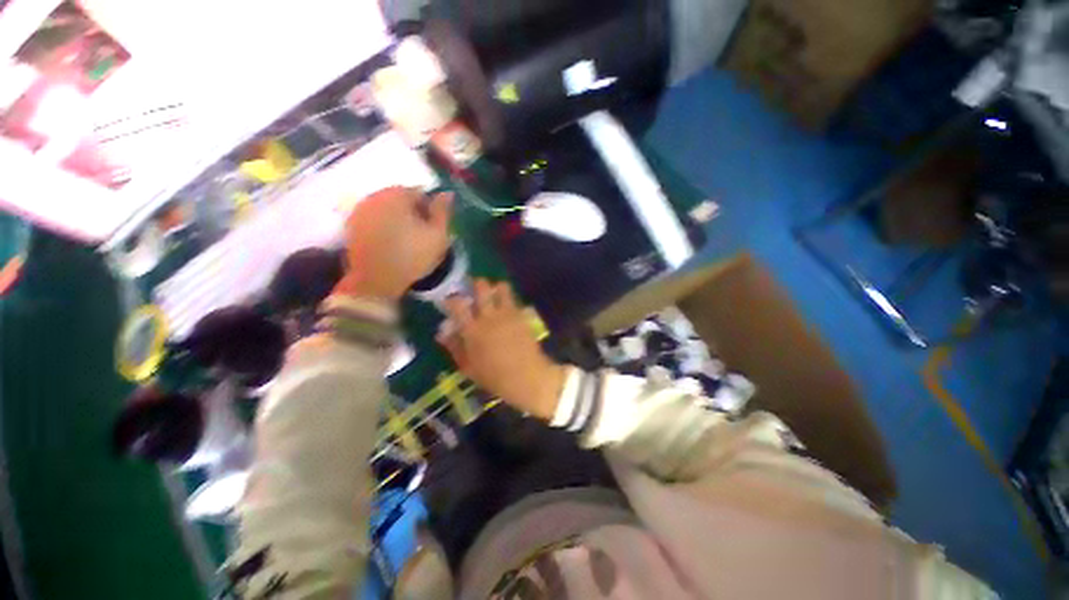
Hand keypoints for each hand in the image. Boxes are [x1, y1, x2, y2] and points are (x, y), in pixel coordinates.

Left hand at [338, 186, 452, 301]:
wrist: (376, 280)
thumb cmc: (412, 256)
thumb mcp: (437, 235)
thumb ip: (442, 211)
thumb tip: (447, 193)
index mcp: (397, 195)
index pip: (420, 192)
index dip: (430, 209)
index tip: (434, 227)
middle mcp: (375, 195)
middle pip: (400, 197)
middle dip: (413, 212)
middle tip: (421, 234)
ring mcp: (360, 209)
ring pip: (386, 207)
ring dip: (398, 218)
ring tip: (406, 239)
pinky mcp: (351, 224)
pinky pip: (374, 218)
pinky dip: (383, 225)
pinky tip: (390, 242)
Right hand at [438, 280, 566, 419]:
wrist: (527, 377)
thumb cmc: (494, 377)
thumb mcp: (468, 367)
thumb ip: (454, 347)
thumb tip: (441, 333)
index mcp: (471, 330)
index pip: (457, 304)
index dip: (451, 298)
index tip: (450, 299)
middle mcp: (488, 316)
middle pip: (481, 287)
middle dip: (475, 284)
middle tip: (474, 289)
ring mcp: (507, 314)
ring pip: (500, 287)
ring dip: (495, 287)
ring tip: (493, 294)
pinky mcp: (521, 315)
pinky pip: (514, 298)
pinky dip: (508, 298)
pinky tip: (507, 306)